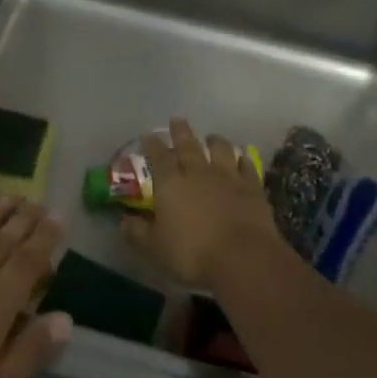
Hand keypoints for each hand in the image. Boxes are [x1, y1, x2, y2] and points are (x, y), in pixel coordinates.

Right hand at [121, 118, 282, 287]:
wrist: (242, 257)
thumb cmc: (192, 254)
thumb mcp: (154, 248)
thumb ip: (137, 232)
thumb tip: (124, 221)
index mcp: (170, 184)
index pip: (158, 157)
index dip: (152, 145)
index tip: (148, 135)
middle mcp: (198, 173)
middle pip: (188, 146)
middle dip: (181, 131)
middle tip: (177, 120)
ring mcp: (228, 177)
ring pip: (221, 149)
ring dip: (214, 141)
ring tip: (211, 137)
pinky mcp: (252, 187)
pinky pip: (247, 166)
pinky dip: (242, 159)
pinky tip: (242, 158)